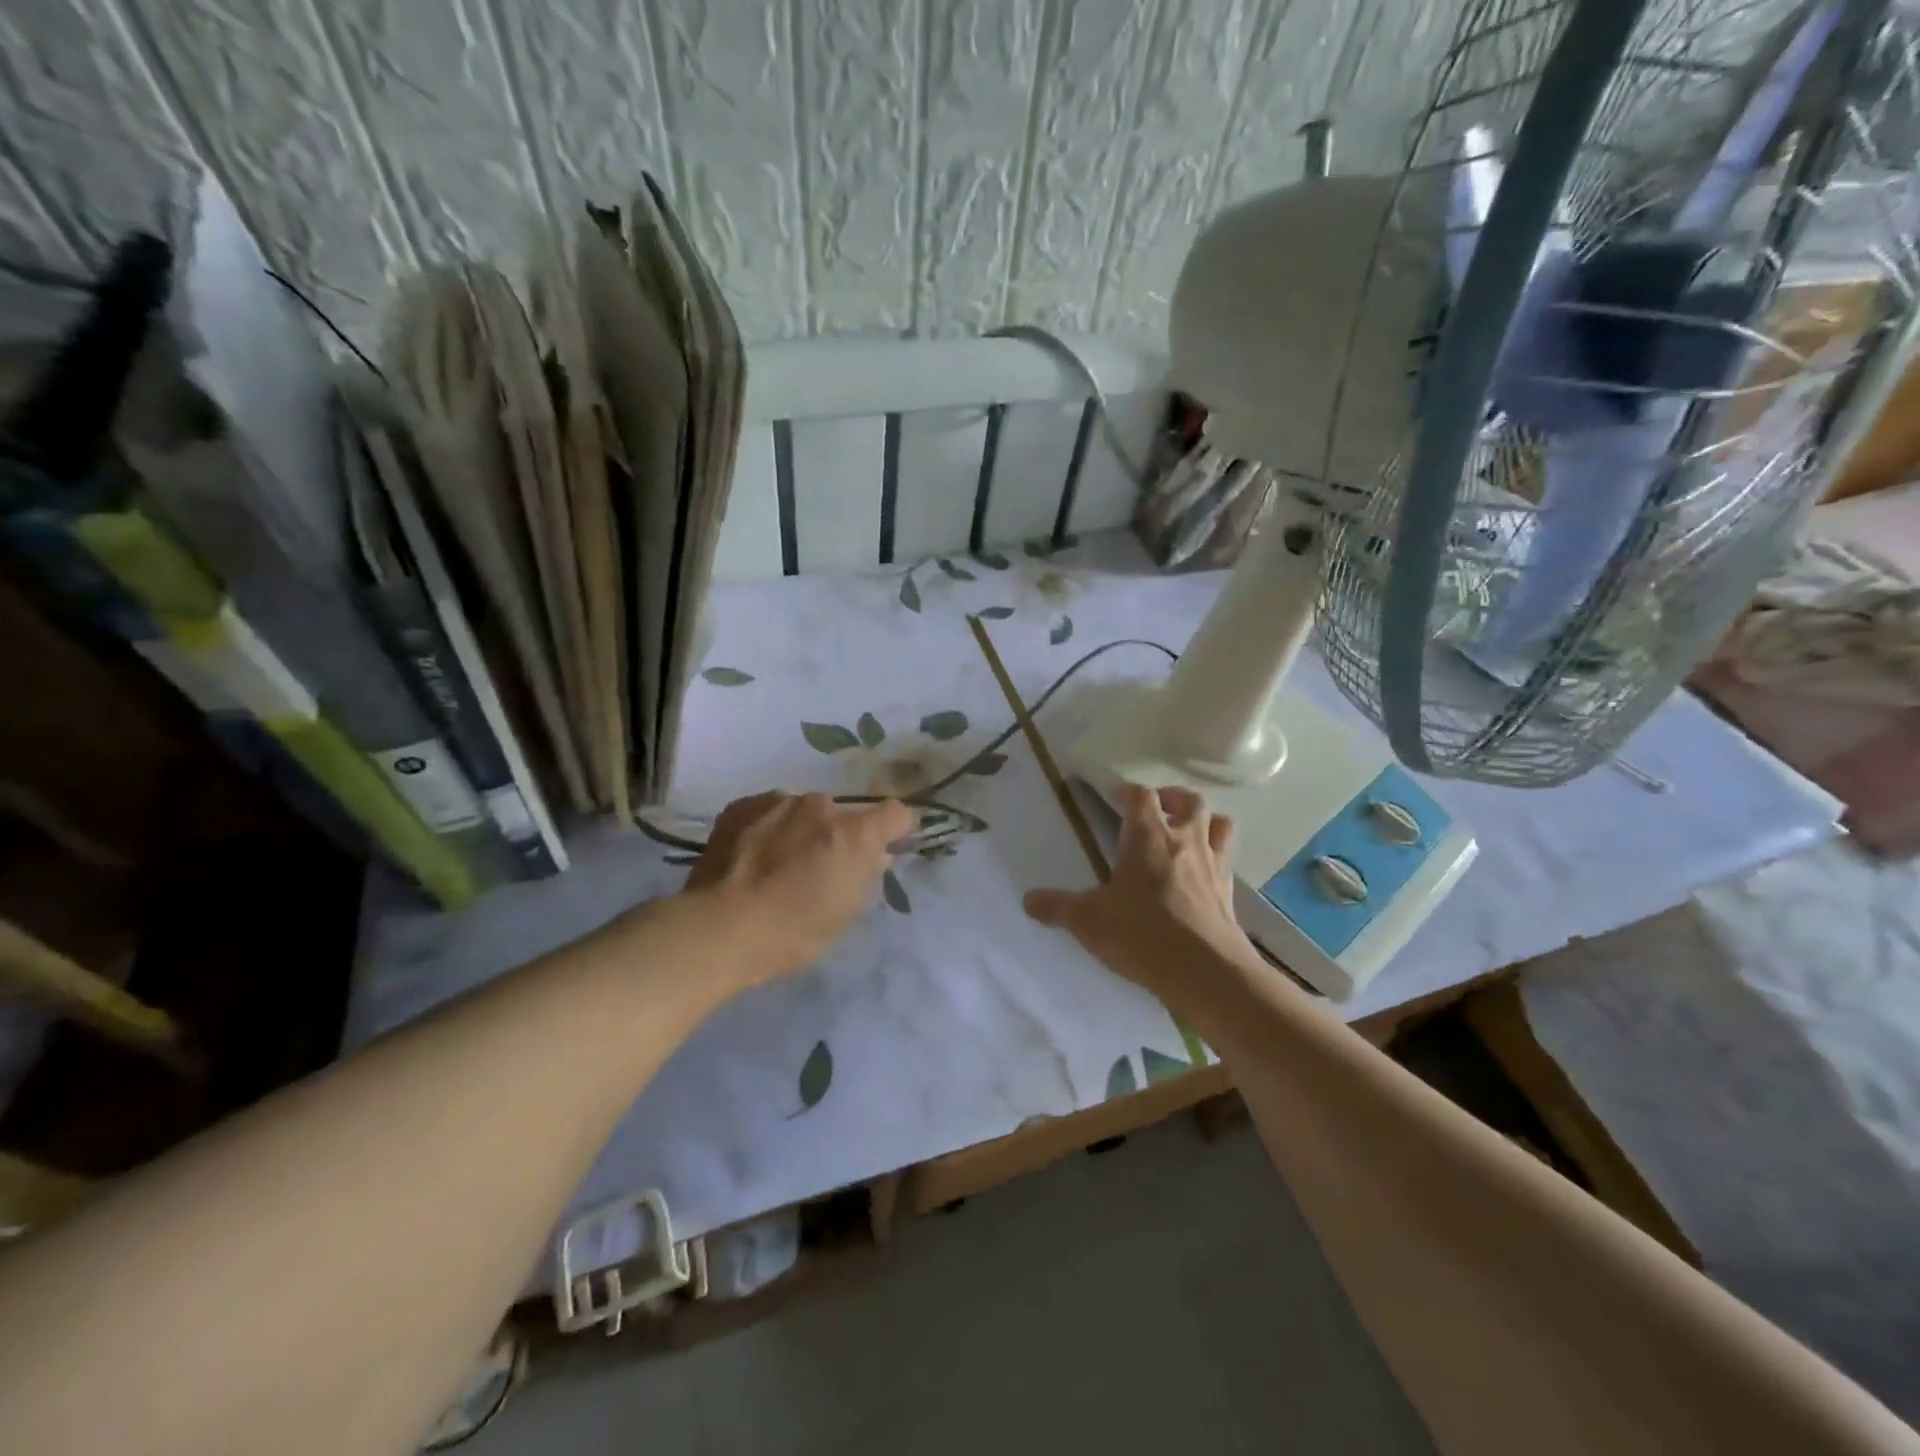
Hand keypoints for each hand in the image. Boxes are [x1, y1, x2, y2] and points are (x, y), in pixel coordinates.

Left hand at [684, 791, 913, 985]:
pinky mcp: (742, 805)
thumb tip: (876, 855)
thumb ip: (865, 877)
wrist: (719, 929)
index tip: (888, 845)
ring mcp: (778, 801)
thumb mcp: (844, 914)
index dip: (897, 829)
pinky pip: (767, 810)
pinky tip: (751, 856)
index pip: (897, 813)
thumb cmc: (792, 933)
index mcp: (854, 834)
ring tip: (777, 863)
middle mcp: (820, 806)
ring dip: (801, 829)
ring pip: (802, 811)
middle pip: (842, 813)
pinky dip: (767, 827)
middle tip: (820, 866)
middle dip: (838, 834)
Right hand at [1024, 784, 1260, 1012]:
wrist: (1206, 972)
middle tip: (1157, 808)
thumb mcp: (1089, 921)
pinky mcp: (1229, 892)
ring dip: (1204, 821)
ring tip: (1187, 831)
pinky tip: (1201, 874)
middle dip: (1172, 798)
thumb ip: (1058, 907)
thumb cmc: (1142, 935)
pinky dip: (1216, 856)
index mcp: (1148, 837)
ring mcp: (1213, 865)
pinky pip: (1227, 860)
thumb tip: (1027, 899)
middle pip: (1189, 800)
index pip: (1141, 796)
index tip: (1114, 797)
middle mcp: (1185, 841)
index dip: (1127, 791)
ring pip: (1219, 824)